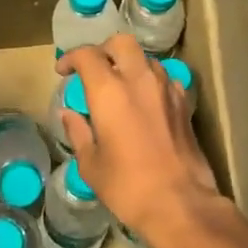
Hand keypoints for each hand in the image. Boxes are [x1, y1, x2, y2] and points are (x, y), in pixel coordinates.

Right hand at [56, 35, 224, 247]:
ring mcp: (166, 88)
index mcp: (109, 91)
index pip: (87, 55)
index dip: (71, 58)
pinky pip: (164, 78)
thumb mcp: (91, 164)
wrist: (181, 204)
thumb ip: (78, 132)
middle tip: (93, 69)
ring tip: (119, 86)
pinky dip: (150, 81)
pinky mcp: (184, 103)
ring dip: (129, 64)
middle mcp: (139, 80)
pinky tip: (144, 102)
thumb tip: (68, 114)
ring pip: (145, 58)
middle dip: (104, 49)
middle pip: (121, 43)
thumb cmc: (128, 187)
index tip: (63, 72)